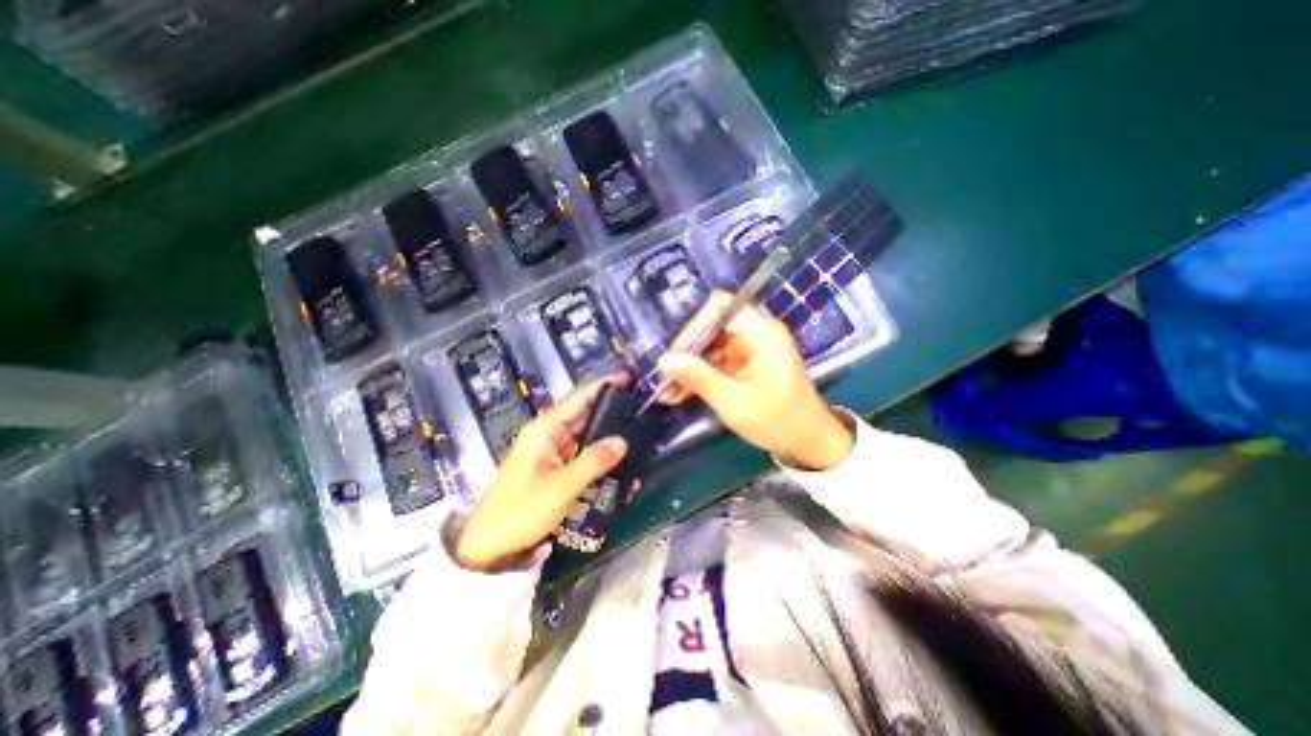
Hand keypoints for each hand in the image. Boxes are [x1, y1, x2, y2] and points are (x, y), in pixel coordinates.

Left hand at [455, 375, 630, 571]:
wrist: (489, 546)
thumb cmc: (521, 512)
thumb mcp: (561, 487)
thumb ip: (593, 462)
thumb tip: (622, 441)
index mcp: (544, 430)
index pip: (577, 398)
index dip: (603, 386)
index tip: (628, 379)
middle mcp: (548, 435)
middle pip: (583, 414)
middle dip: (610, 409)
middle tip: (640, 408)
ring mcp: (551, 452)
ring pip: (584, 434)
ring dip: (607, 434)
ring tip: (636, 431)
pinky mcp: (554, 468)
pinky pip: (581, 454)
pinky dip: (599, 455)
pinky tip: (618, 461)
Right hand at [661, 292, 856, 467]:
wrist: (809, 442)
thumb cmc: (777, 421)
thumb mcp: (734, 402)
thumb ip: (699, 378)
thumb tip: (664, 361)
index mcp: (762, 333)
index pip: (721, 308)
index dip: (695, 326)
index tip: (676, 354)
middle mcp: (757, 333)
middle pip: (712, 327)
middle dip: (687, 352)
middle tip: (665, 376)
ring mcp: (751, 348)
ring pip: (710, 346)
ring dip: (689, 367)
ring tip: (666, 390)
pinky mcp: (746, 363)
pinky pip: (716, 361)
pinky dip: (699, 375)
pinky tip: (679, 393)